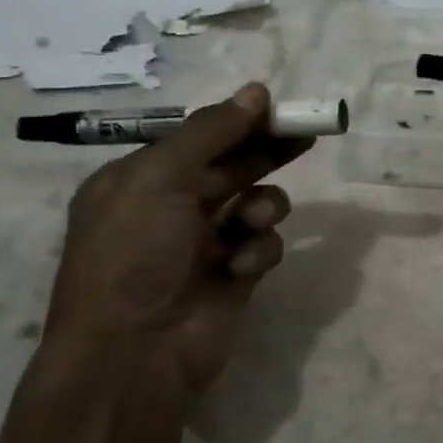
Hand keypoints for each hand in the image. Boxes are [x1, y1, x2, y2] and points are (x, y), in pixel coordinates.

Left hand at [42, 82, 308, 389]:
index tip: (278, 108)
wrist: (135, 351)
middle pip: (233, 166)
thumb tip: (256, 90)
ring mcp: (206, 243)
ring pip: (256, 203)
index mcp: (141, 181)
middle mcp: (173, 208)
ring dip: (264, 205)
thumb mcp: (160, 178)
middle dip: (267, 151)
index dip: (238, 122)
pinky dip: (259, 249)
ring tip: (255, 219)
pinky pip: (264, 244)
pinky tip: (241, 266)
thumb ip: (210, 132)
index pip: (198, 139)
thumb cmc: (134, 253)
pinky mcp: (236, 274)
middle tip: (308, 134)